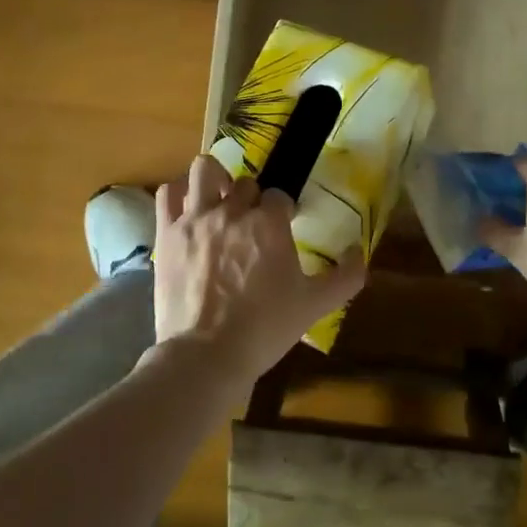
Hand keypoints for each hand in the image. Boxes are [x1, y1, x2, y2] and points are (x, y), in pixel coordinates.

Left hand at [152, 155, 367, 385]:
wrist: (206, 355)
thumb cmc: (265, 329)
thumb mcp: (314, 306)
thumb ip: (345, 277)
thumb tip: (359, 253)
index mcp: (269, 224)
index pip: (279, 196)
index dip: (282, 210)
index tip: (281, 228)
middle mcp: (232, 211)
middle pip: (245, 184)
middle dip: (251, 199)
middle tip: (251, 223)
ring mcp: (195, 218)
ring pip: (204, 171)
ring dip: (214, 179)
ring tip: (217, 198)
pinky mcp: (167, 232)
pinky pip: (168, 192)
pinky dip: (178, 192)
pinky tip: (187, 206)